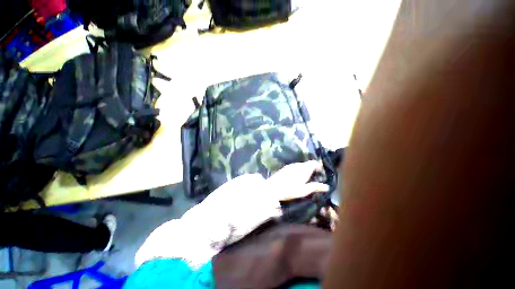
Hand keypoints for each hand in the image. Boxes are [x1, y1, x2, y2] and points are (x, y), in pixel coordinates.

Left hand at [266, 160, 329, 200]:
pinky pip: (295, 167)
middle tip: (315, 177)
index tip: (321, 172)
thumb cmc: (289, 190)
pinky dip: (298, 170)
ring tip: (306, 178)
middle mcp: (297, 165)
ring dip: (305, 169)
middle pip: (307, 164)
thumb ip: (315, 187)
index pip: (314, 163)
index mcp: (304, 169)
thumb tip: (326, 186)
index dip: (319, 166)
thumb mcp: (304, 190)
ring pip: (301, 165)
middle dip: (312, 168)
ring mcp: (290, 166)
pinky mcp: (285, 168)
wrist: (272, 188)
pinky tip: (297, 177)